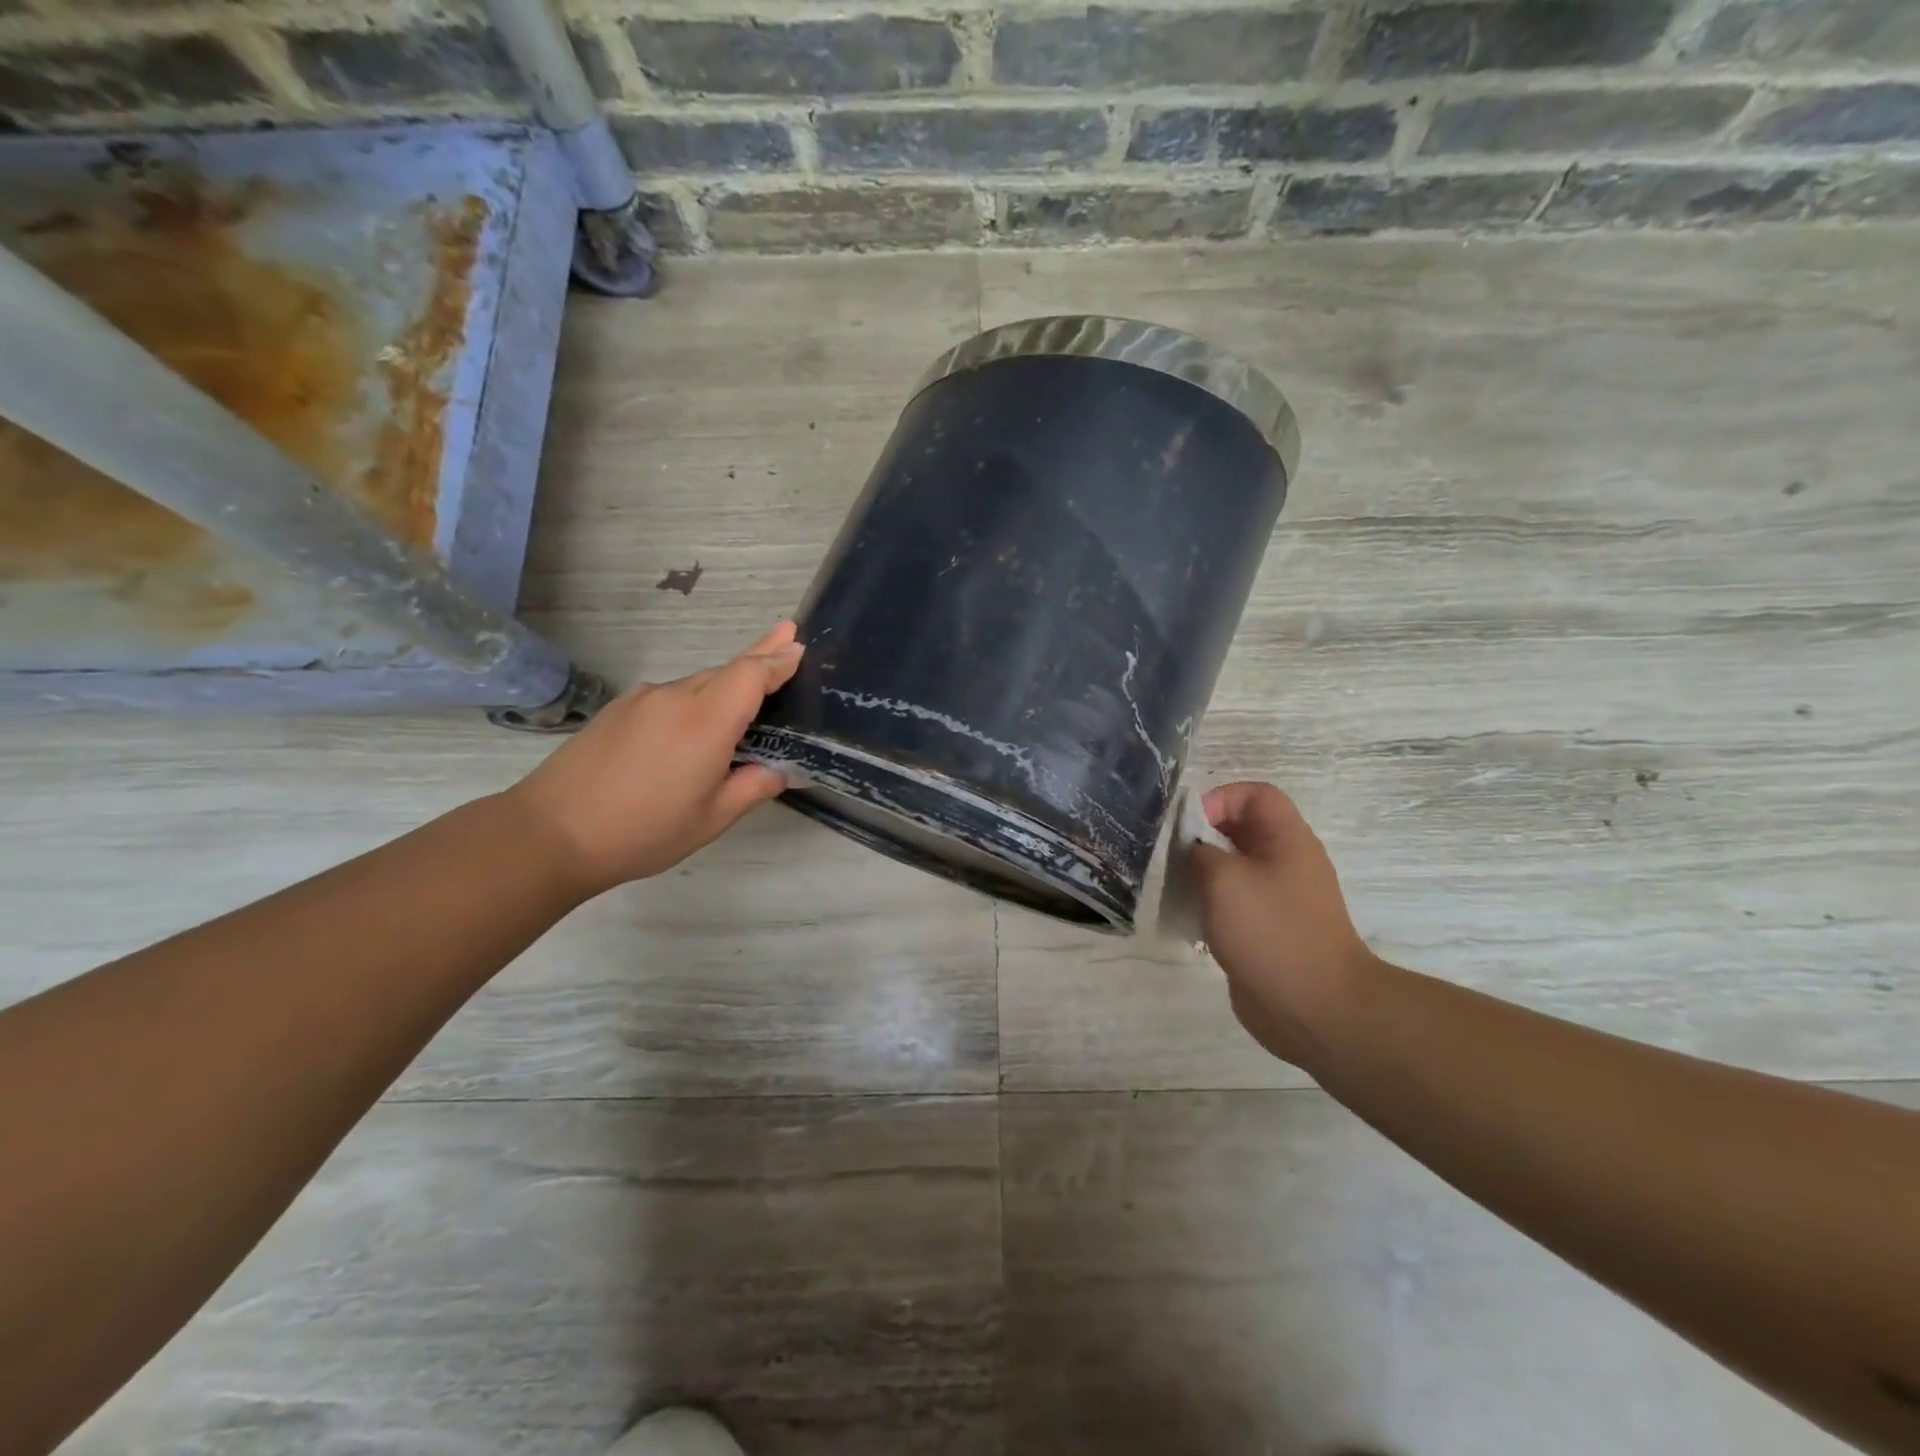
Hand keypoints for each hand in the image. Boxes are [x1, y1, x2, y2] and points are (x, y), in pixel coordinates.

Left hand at [507, 622, 803, 897]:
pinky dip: (694, 703)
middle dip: (759, 662)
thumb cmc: (642, 831)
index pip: (751, 673)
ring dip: (725, 689)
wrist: (549, 833)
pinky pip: (670, 697)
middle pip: (726, 672)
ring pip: (697, 685)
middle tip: (787, 651)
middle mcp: (674, 698)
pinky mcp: (618, 710)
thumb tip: (786, 771)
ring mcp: (641, 700)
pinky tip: (693, 734)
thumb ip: (755, 787)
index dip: (777, 658)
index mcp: (705, 722)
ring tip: (744, 712)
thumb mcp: (712, 818)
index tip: (798, 643)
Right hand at [1190, 782, 1377, 1069]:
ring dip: (1201, 873)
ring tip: (1173, 886)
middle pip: (1241, 830)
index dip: (1219, 799)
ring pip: (1233, 868)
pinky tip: (1188, 919)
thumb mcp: (1224, 880)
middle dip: (1202, 837)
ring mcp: (1278, 899)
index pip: (1254, 795)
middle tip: (1170, 855)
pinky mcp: (1266, 931)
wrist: (1315, 1009)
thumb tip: (1192, 852)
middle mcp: (1286, 863)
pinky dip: (1208, 904)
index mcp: (1287, 840)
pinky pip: (1233, 903)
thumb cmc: (1272, 932)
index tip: (1188, 828)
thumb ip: (1199, 853)